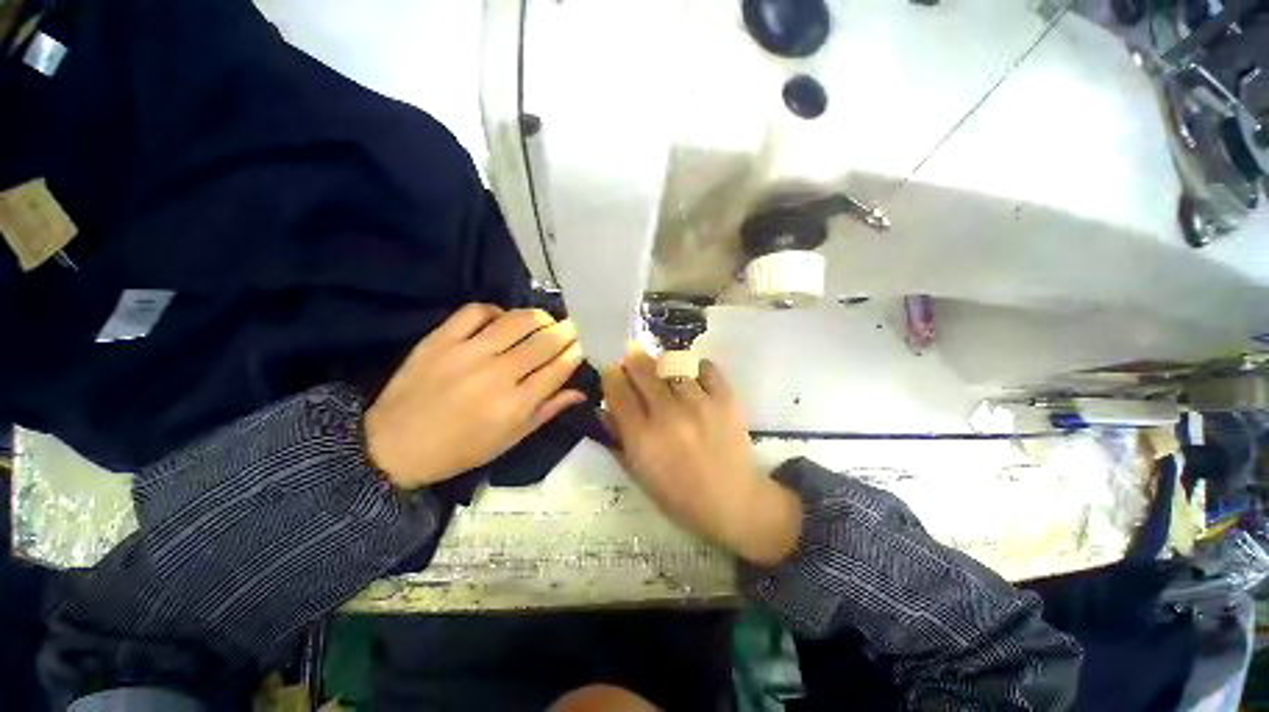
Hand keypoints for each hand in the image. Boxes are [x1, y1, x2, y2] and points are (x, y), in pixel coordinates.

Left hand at [365, 304, 584, 488]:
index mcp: (515, 405)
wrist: (394, 446)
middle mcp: (497, 375)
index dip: (575, 353)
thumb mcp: (511, 439)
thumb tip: (580, 391)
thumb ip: (547, 411)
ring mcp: (467, 353)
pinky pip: (476, 312)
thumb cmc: (460, 449)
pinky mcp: (440, 340)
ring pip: (516, 321)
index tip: (581, 346)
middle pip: (543, 342)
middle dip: (565, 331)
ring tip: (544, 320)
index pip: (558, 369)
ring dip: (538, 317)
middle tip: (571, 328)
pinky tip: (501, 320)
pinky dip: (495, 311)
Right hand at [601, 347, 801, 565]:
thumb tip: (602, 409)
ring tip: (665, 373)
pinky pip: (706, 368)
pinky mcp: (726, 399)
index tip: (612, 370)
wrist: (733, 501)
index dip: (612, 375)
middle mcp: (668, 415)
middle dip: (633, 360)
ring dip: (663, 365)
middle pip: (643, 370)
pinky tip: (693, 377)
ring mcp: (699, 404)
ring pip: (672, 365)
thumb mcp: (639, 474)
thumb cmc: (679, 496)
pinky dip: (696, 368)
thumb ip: (617, 439)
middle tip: (633, 359)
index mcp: (642, 438)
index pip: (618, 392)